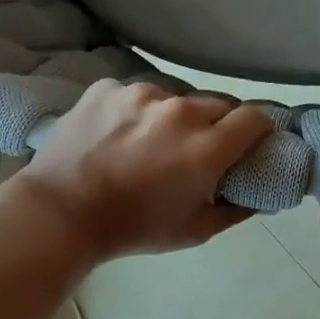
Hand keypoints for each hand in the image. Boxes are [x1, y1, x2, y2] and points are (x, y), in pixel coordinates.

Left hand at [10, 79, 276, 261]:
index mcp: (206, 147)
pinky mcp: (108, 87)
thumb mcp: (195, 231)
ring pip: (176, 97)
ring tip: (150, 142)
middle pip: (218, 104)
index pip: (255, 117)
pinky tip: (118, 134)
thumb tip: (260, 195)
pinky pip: (137, 94)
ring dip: (174, 116)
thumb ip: (237, 209)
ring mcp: (140, 94)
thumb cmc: (133, 228)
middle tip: (199, 148)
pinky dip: (136, 111)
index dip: (258, 129)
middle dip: (217, 124)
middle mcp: (179, 111)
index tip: (250, 142)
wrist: (59, 212)